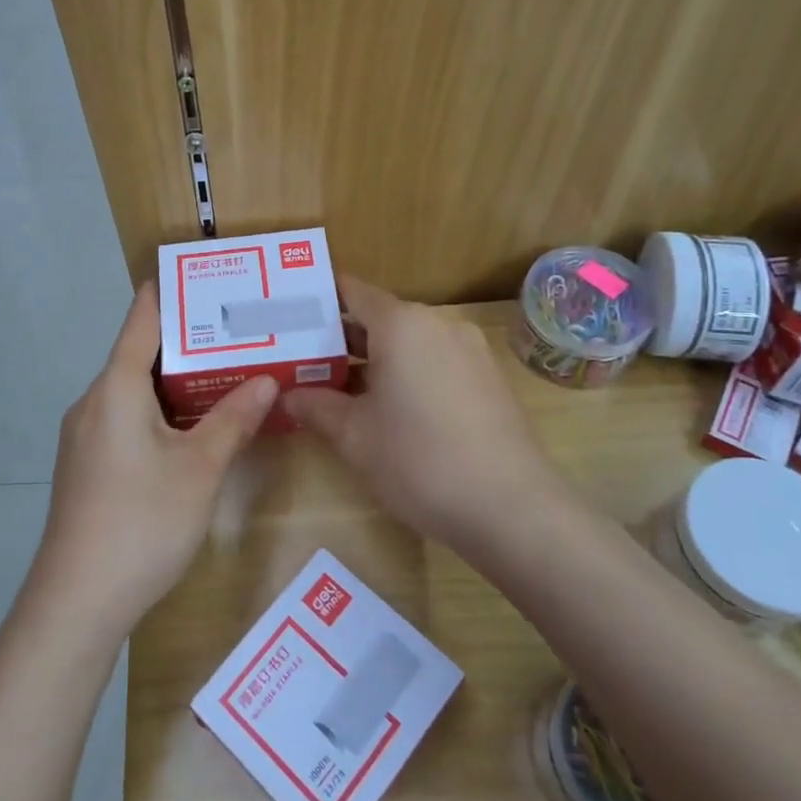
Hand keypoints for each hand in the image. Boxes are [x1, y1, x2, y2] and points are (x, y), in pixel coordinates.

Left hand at [33, 283, 277, 637]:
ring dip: (178, 382)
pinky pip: (126, 419)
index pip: (142, 317)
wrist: (77, 602)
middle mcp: (94, 401)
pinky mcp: (87, 465)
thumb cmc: (142, 522)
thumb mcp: (200, 469)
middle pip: (140, 353)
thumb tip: (268, 379)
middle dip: (190, 342)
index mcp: (115, 387)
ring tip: (227, 374)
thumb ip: (234, 419)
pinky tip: (194, 429)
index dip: (173, 292)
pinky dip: (161, 412)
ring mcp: (85, 435)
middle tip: (239, 332)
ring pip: (135, 391)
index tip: (210, 278)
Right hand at [285, 276, 557, 550]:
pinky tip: (389, 411)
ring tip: (338, 389)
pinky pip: (435, 362)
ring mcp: (470, 351)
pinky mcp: (489, 380)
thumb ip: (315, 406)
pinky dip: (407, 375)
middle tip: (302, 359)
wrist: (512, 509)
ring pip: (408, 343)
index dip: (317, 300)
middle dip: (340, 338)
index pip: (351, 291)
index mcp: (402, 324)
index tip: (289, 317)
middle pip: (379, 317)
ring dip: (373, 360)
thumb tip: (288, 395)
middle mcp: (438, 324)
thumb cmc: (419, 460)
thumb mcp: (354, 436)